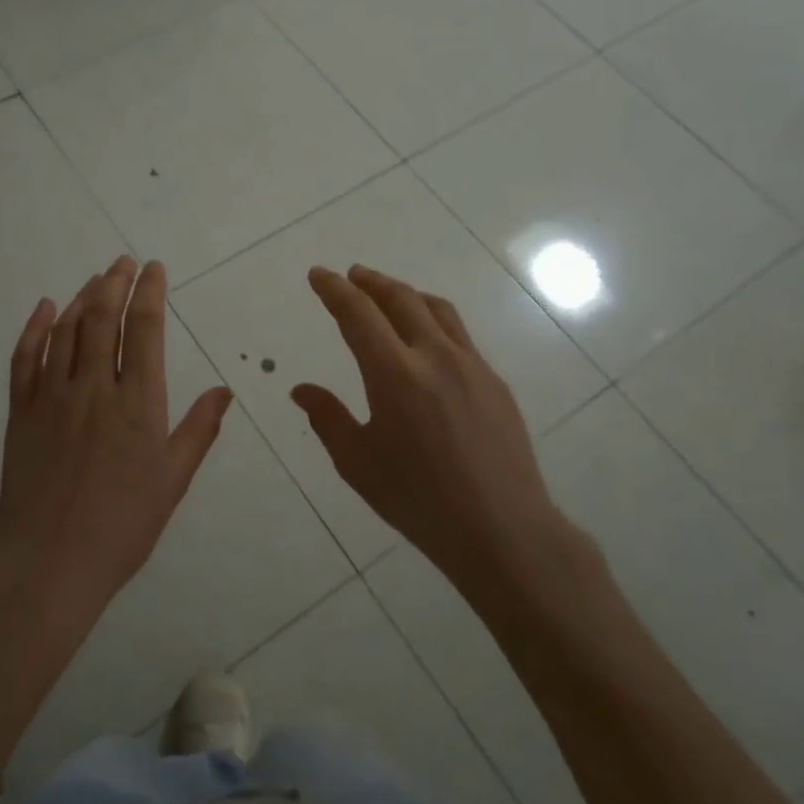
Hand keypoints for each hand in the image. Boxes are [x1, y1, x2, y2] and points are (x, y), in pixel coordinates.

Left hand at [0, 256, 232, 620]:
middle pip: (102, 318)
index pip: (144, 329)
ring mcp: (52, 397)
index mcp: (137, 403)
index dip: (150, 292)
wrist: (49, 563)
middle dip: (116, 283)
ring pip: (66, 330)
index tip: (155, 269)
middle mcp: (93, 388)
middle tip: (124, 262)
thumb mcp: (172, 481)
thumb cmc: (122, 527)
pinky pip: (25, 358)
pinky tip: (46, 308)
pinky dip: (35, 328)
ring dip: (82, 297)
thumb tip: (224, 390)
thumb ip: (198, 430)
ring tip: (97, 278)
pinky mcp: (21, 412)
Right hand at [292, 265, 583, 600]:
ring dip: (405, 293)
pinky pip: (459, 335)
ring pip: (436, 309)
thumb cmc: (419, 501)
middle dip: (370, 281)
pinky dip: (433, 320)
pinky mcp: (495, 382)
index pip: (358, 314)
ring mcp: (472, 366)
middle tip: (350, 276)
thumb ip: (328, 418)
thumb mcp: (358, 463)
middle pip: (400, 299)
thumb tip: (301, 389)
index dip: (334, 290)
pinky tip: (427, 341)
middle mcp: (435, 357)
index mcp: (395, 374)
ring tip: (387, 295)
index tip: (318, 275)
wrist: (502, 529)